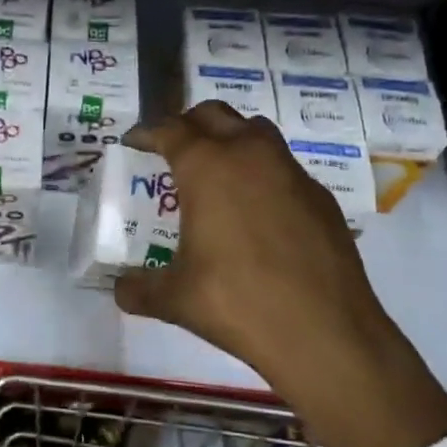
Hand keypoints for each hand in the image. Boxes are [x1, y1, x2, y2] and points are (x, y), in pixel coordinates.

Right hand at [114, 102, 446, 446]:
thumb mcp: (175, 299)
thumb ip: (139, 289)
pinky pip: (283, 167)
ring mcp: (291, 172)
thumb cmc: (237, 303)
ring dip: (230, 139)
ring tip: (216, 173)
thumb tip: (120, 289)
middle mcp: (250, 155)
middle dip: (188, 124)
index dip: (146, 132)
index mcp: (207, 167)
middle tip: (172, 150)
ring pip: (255, 131)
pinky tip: (257, 213)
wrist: (325, 332)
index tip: (133, 142)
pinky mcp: (321, 197)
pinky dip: (262, 173)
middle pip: (214, 115)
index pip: (170, 129)